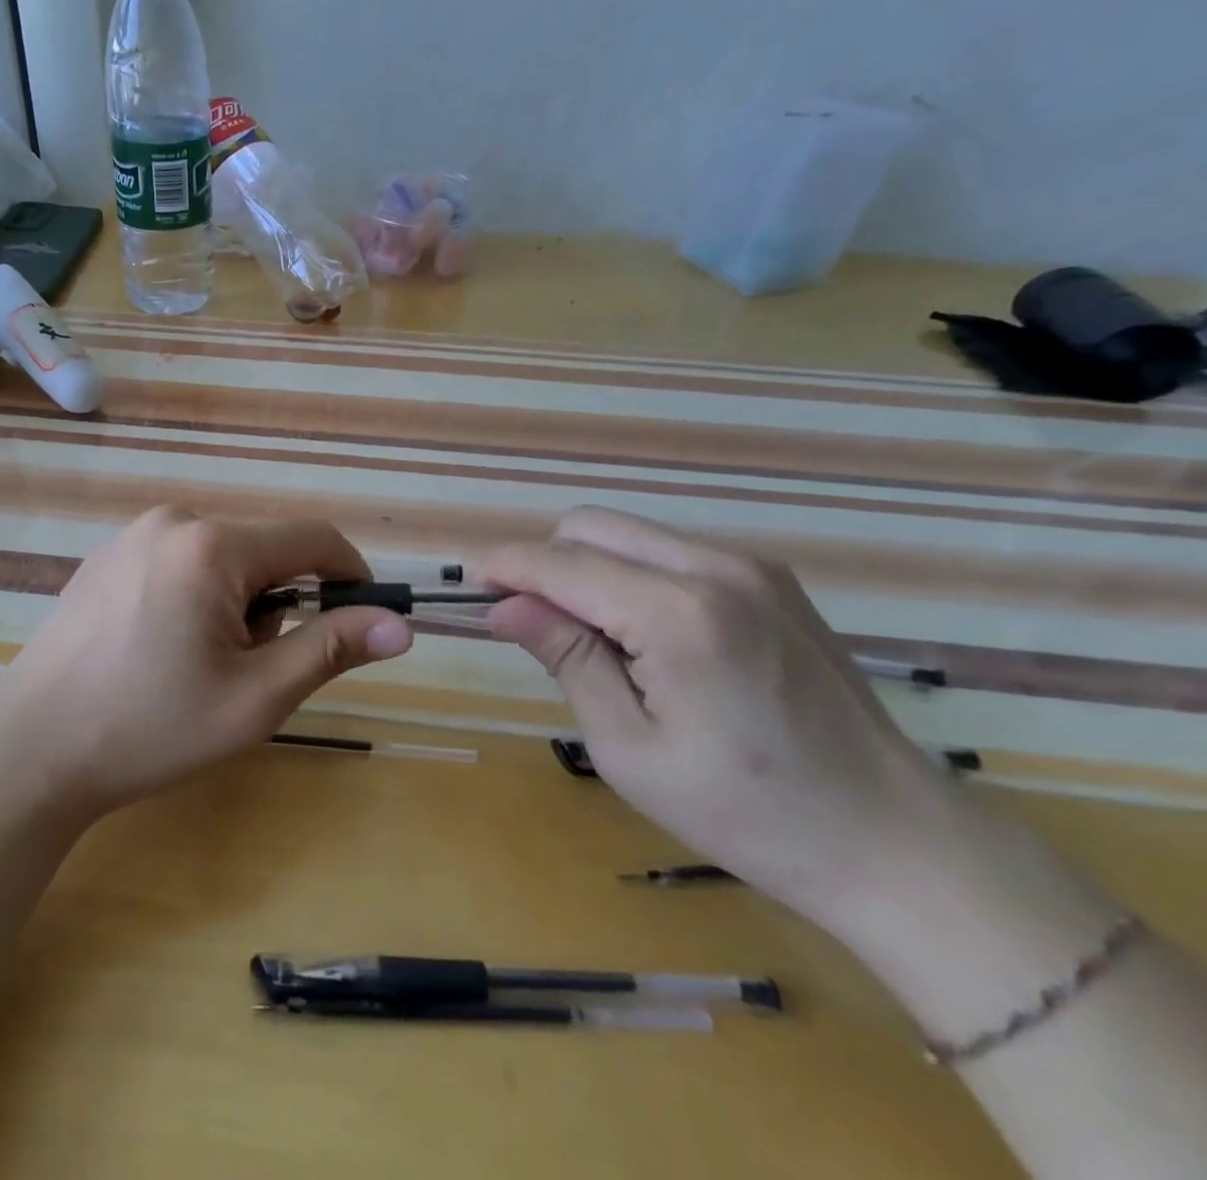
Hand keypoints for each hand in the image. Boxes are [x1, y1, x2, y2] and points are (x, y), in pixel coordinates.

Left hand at [0, 508, 413, 818]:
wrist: (31, 749)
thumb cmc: (150, 728)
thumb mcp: (255, 697)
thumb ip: (330, 649)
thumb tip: (402, 624)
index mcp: (212, 546)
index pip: (312, 538)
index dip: (350, 575)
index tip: (360, 619)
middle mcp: (173, 522)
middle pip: (263, 550)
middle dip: (278, 603)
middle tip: (249, 669)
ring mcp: (132, 535)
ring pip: (221, 558)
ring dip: (236, 603)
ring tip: (196, 664)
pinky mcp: (106, 557)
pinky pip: (179, 561)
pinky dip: (195, 596)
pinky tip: (158, 648)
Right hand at [482, 508, 970, 930]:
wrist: (893, 841)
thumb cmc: (745, 811)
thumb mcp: (628, 747)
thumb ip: (565, 657)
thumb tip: (503, 606)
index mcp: (679, 613)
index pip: (561, 562)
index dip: (506, 567)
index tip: (473, 590)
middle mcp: (716, 567)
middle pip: (591, 526)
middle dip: (545, 563)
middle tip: (534, 626)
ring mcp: (751, 566)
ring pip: (629, 532)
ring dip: (588, 568)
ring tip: (593, 641)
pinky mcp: (770, 578)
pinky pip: (669, 552)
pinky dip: (631, 576)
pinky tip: (646, 638)